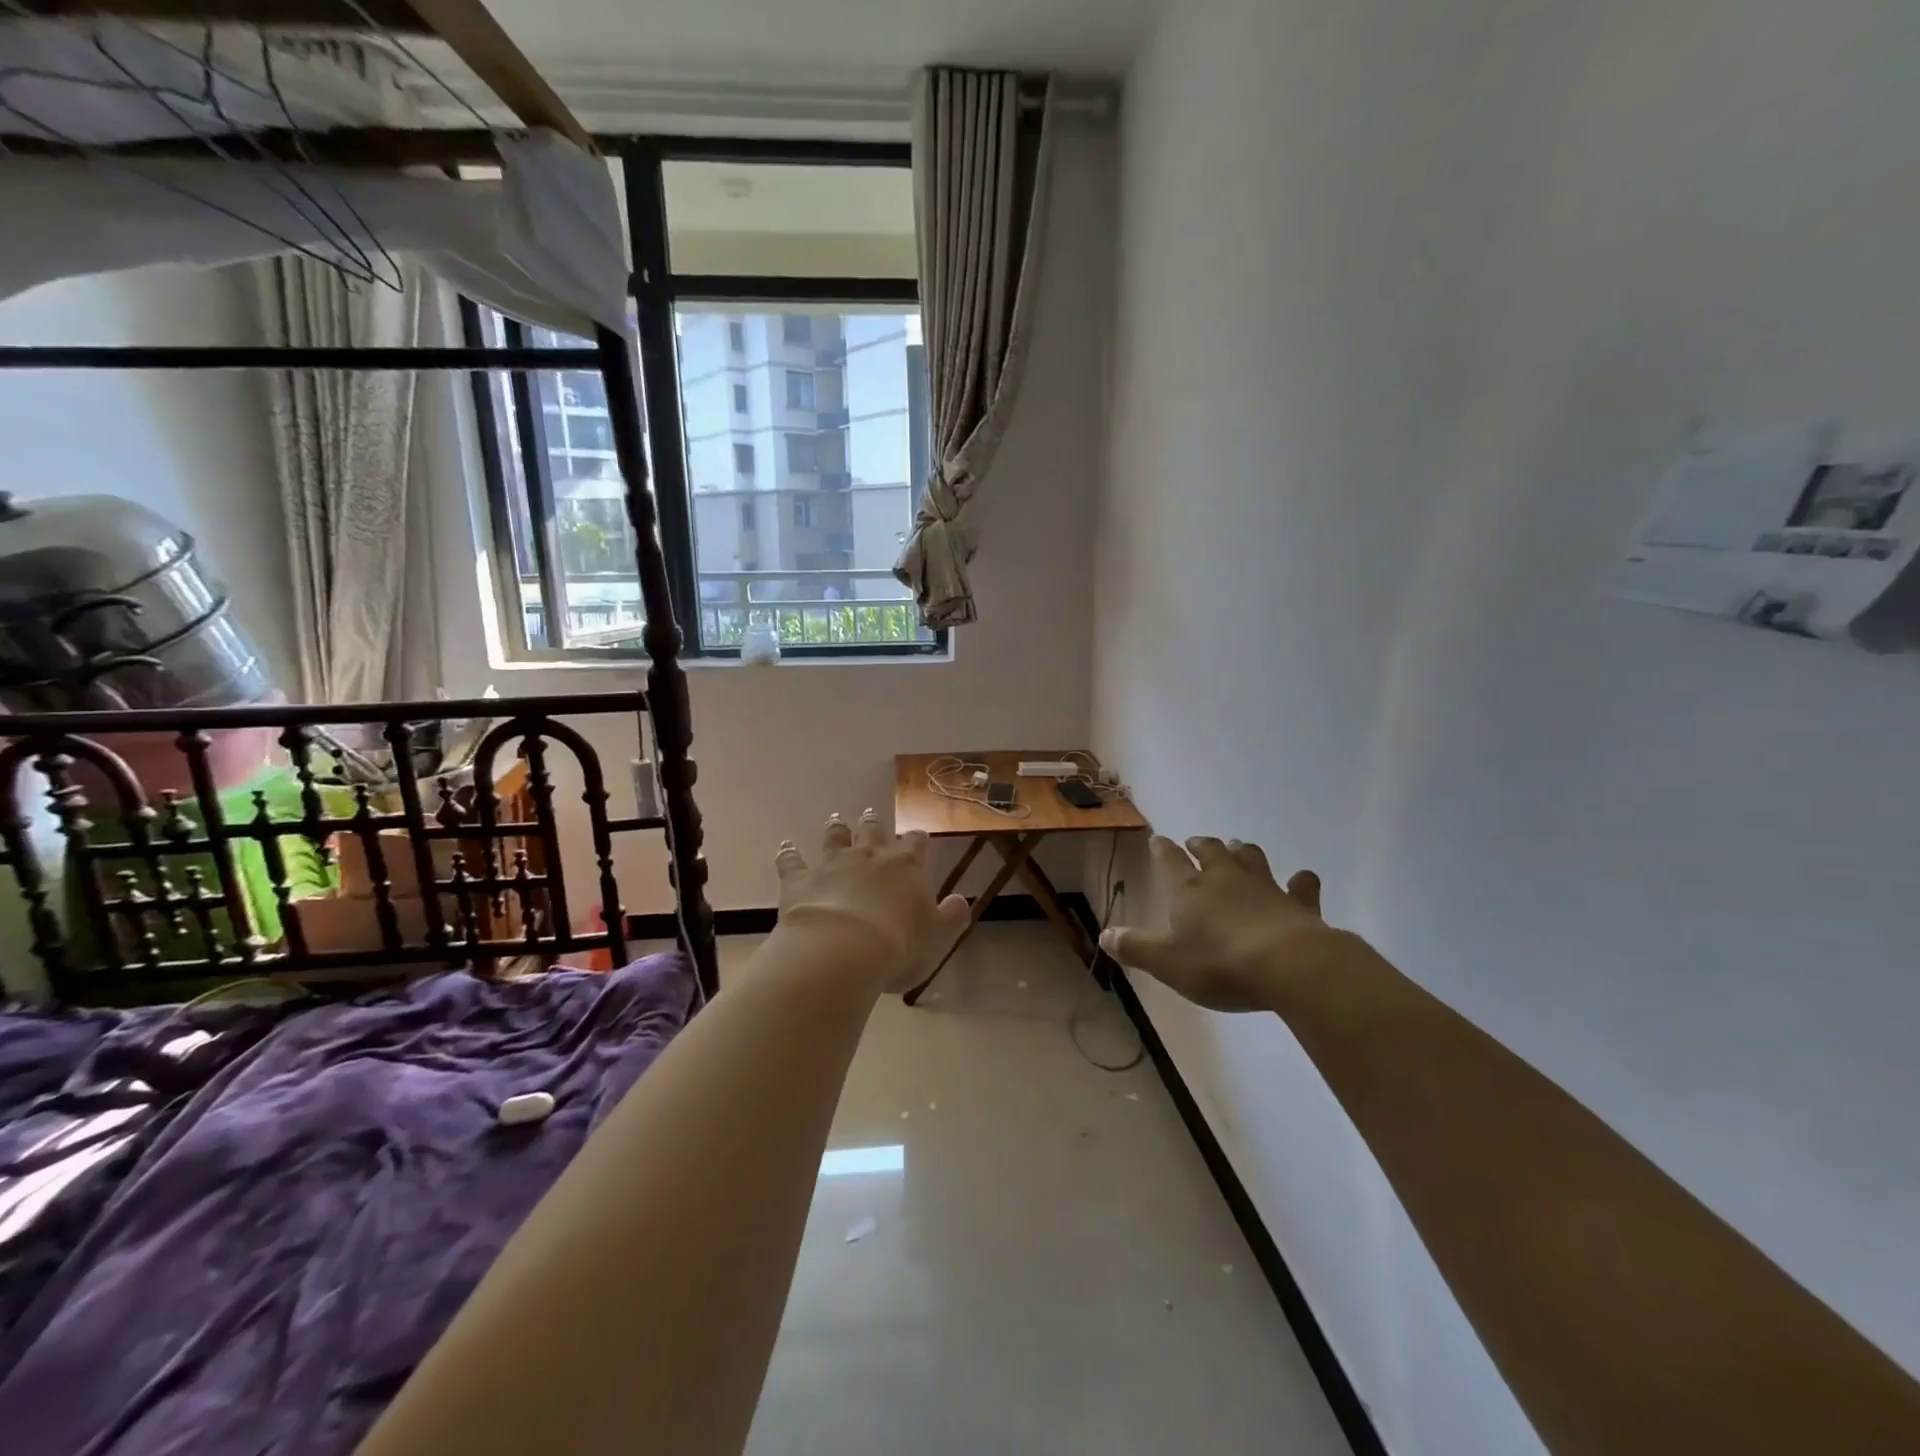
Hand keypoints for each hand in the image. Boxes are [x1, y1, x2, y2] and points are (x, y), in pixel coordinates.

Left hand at [774, 810, 969, 993]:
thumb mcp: (939, 936)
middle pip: (873, 832)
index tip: (918, 837)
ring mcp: (832, 864)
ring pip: (835, 838)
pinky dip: (788, 853)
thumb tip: (960, 900)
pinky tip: (786, 846)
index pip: (915, 844)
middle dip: (874, 825)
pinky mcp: (801, 879)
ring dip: (837, 829)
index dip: (917, 839)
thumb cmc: (899, 946)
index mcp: (906, 867)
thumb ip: (952, 916)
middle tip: (871, 815)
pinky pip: (792, 861)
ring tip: (836, 819)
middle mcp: (869, 857)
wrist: (843, 950)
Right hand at [1099, 835, 1366, 1012]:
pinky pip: (1301, 886)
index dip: (1163, 850)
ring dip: (1243, 852)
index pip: (1171, 861)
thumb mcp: (1167, 963)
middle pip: (1212, 852)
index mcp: (1190, 890)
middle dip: (1202, 845)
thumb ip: (1136, 948)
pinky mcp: (1299, 904)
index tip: (1159, 839)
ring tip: (1239, 848)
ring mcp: (1266, 887)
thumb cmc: (1219, 964)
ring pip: (1252, 858)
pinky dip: (1300, 881)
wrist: (1288, 966)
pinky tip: (1302, 880)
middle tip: (1197, 842)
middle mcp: (1226, 879)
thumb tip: (1104, 934)